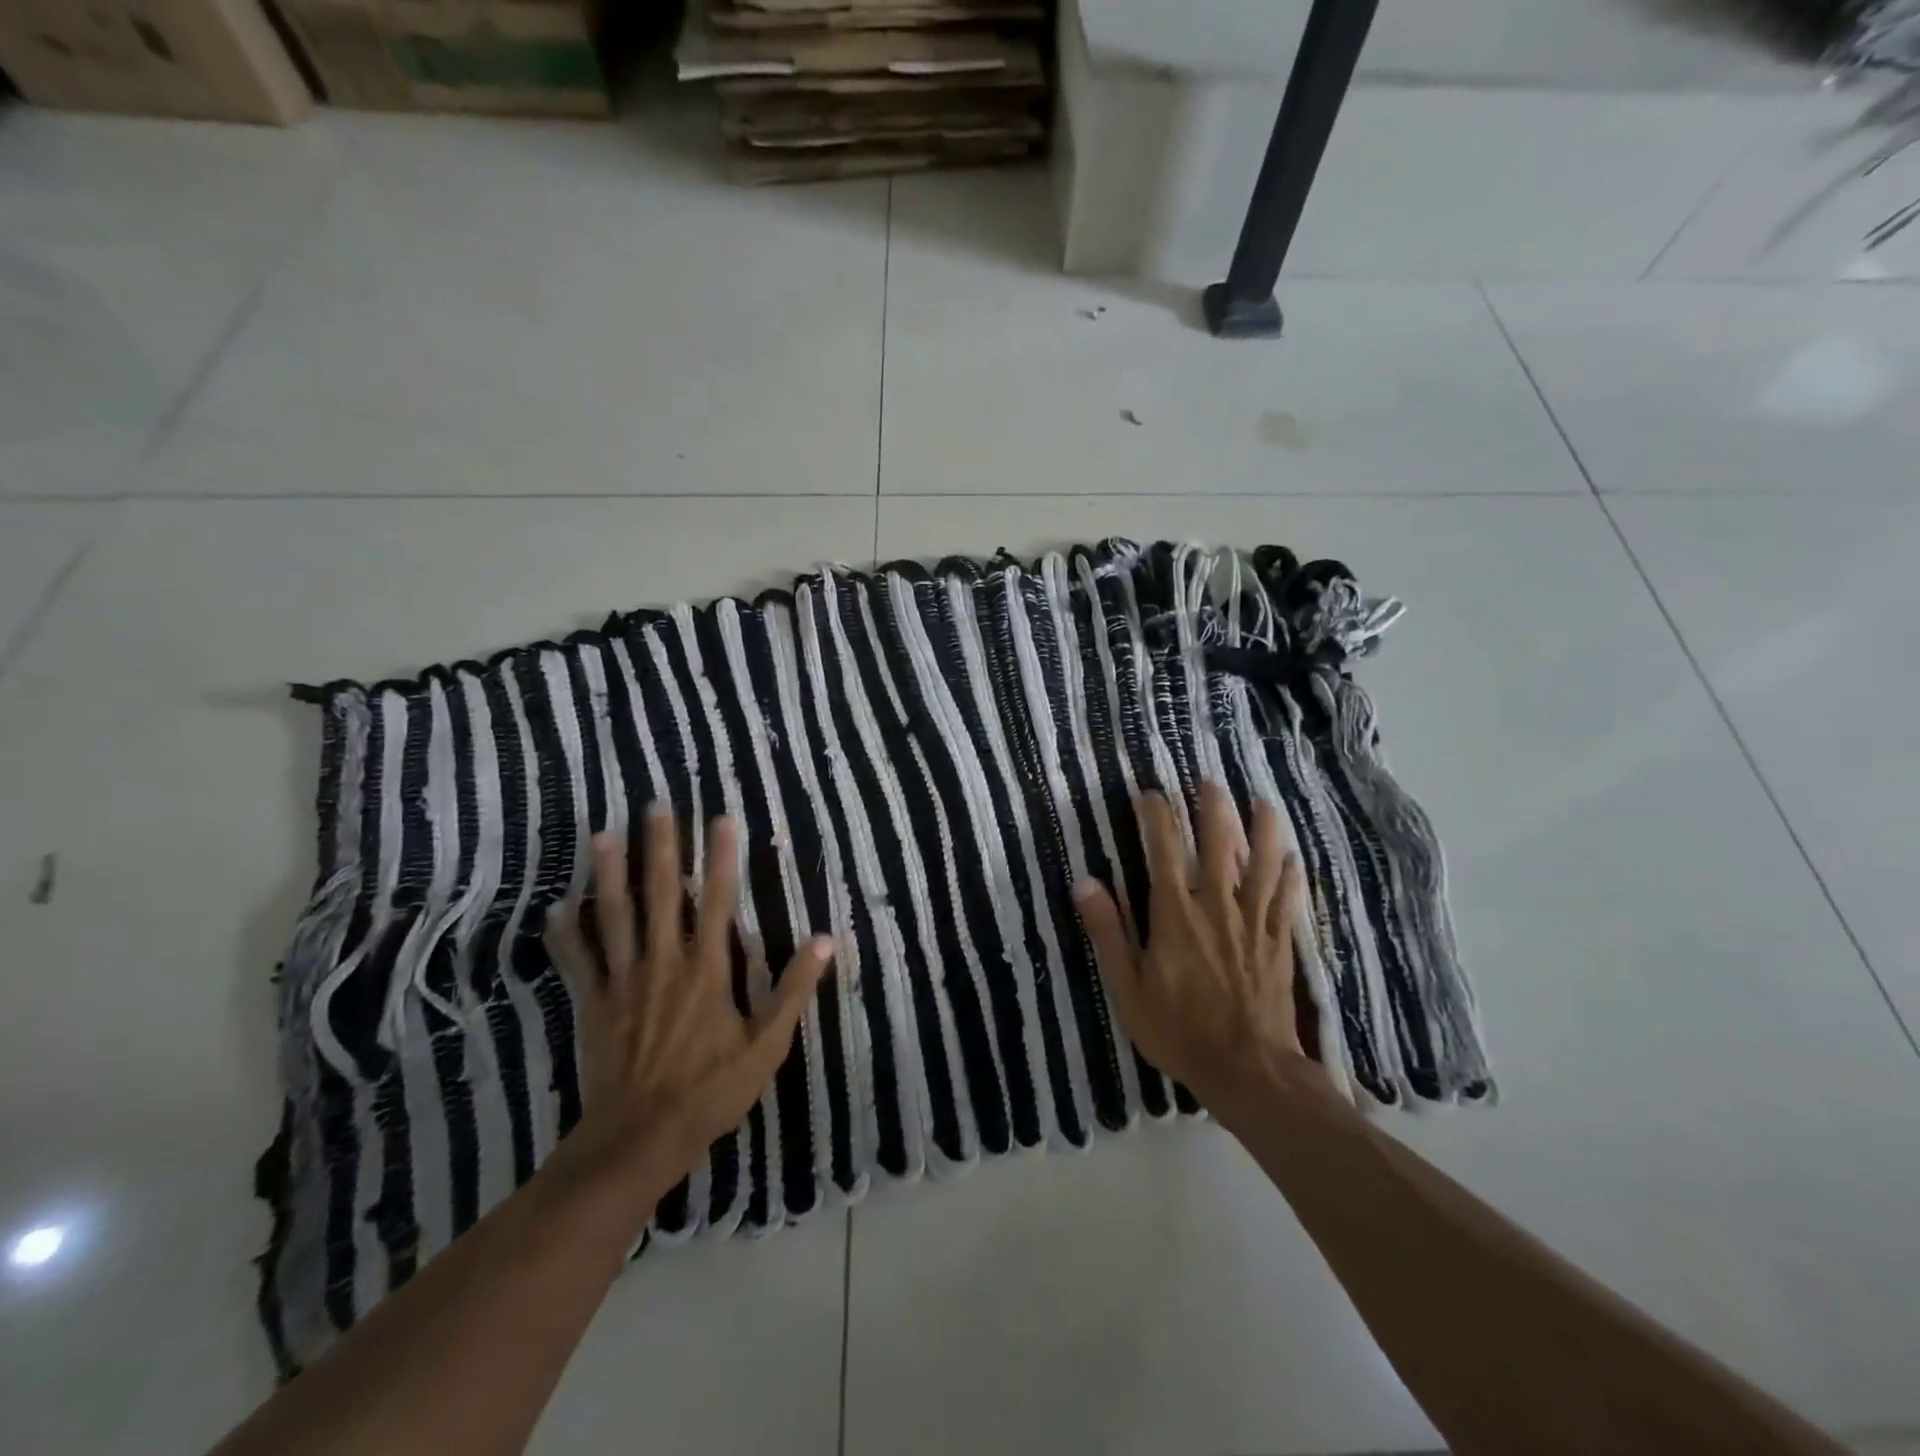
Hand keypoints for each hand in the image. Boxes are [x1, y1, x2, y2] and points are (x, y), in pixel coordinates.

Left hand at [544, 807, 833, 1201]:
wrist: (639, 1137)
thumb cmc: (711, 1089)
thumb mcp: (767, 1044)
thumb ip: (794, 989)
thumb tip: (826, 941)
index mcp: (708, 969)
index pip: (717, 900)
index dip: (721, 857)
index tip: (722, 818)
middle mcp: (664, 962)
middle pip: (661, 894)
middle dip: (660, 847)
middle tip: (655, 805)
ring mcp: (624, 981)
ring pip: (615, 916)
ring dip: (609, 874)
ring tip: (602, 835)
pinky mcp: (594, 1003)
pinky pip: (579, 961)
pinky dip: (567, 934)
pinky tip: (557, 907)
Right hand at [1073, 782, 1315, 1114]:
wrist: (1247, 1069)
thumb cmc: (1178, 1029)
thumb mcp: (1127, 986)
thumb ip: (1107, 931)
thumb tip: (1085, 882)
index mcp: (1176, 913)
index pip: (1165, 849)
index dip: (1157, 815)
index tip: (1150, 794)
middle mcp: (1217, 906)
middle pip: (1219, 844)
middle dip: (1213, 808)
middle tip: (1209, 782)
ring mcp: (1254, 923)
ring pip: (1262, 864)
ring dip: (1262, 830)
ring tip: (1262, 803)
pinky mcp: (1280, 943)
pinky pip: (1287, 900)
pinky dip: (1290, 876)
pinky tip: (1294, 859)